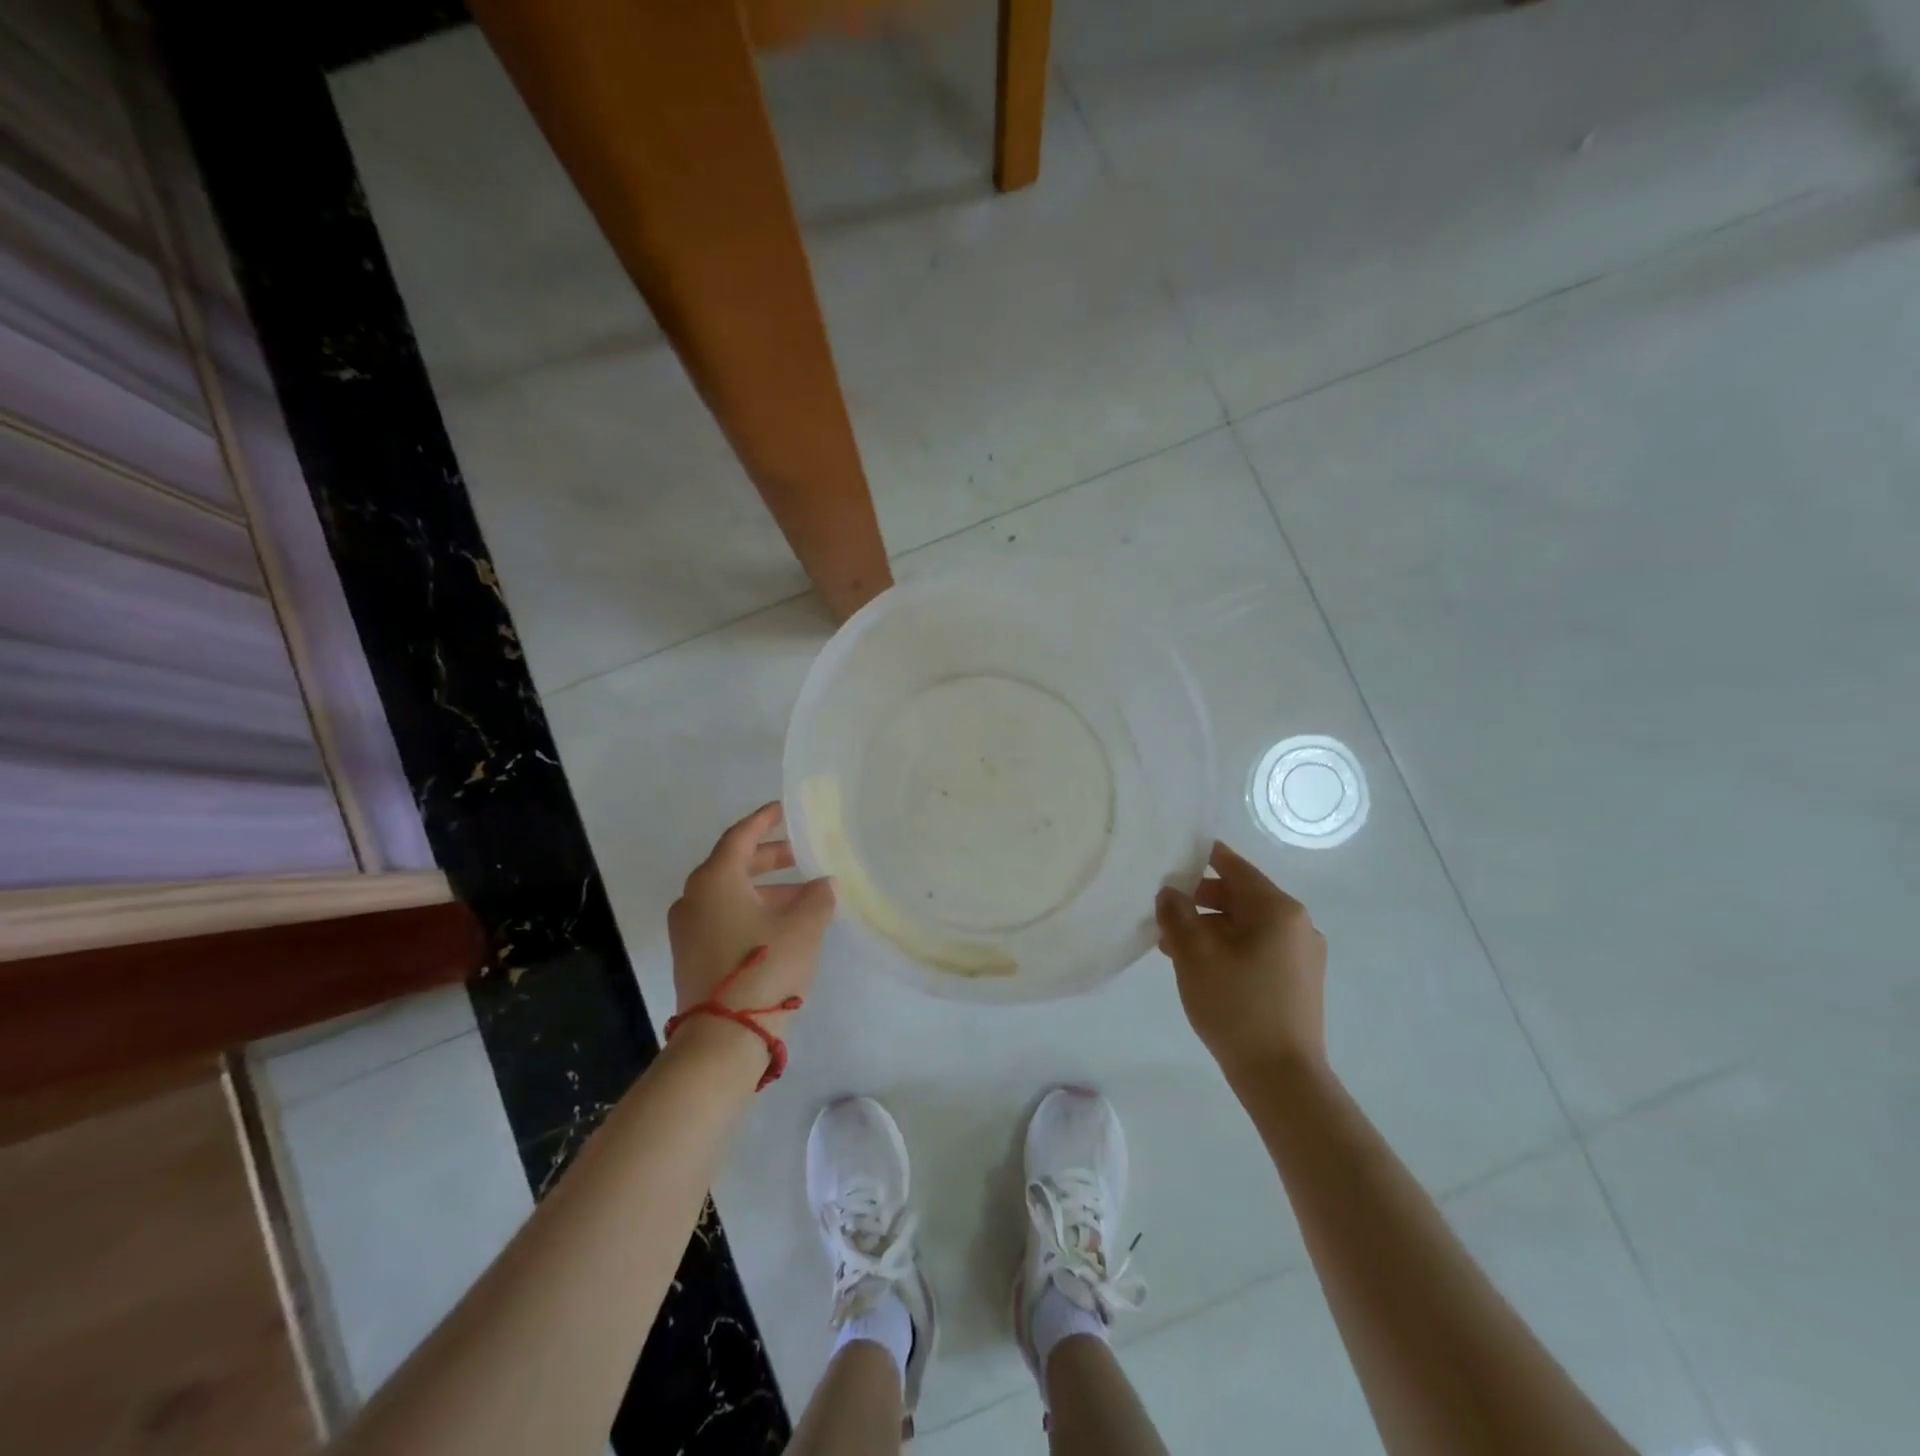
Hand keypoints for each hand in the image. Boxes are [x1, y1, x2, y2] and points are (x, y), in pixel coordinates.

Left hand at [668, 803, 834, 1044]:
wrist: (722, 1039)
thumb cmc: (765, 968)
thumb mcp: (803, 927)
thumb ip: (817, 897)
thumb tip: (822, 884)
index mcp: (715, 879)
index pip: (741, 836)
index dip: (765, 820)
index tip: (784, 810)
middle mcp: (693, 897)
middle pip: (734, 864)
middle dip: (770, 858)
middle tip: (802, 855)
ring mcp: (688, 929)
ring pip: (730, 894)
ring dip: (766, 890)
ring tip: (804, 897)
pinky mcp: (691, 955)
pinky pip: (723, 917)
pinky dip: (751, 911)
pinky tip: (782, 925)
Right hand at [1155, 841, 1327, 1079]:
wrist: (1282, 1077)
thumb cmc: (1236, 1006)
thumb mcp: (1194, 955)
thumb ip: (1177, 914)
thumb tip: (1170, 892)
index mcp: (1278, 909)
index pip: (1234, 866)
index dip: (1201, 857)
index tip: (1171, 856)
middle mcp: (1298, 924)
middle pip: (1241, 896)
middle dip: (1200, 900)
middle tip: (1163, 912)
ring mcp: (1303, 954)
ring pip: (1247, 925)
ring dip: (1211, 928)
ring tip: (1173, 947)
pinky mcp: (1300, 981)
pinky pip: (1259, 948)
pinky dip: (1230, 948)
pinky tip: (1202, 968)